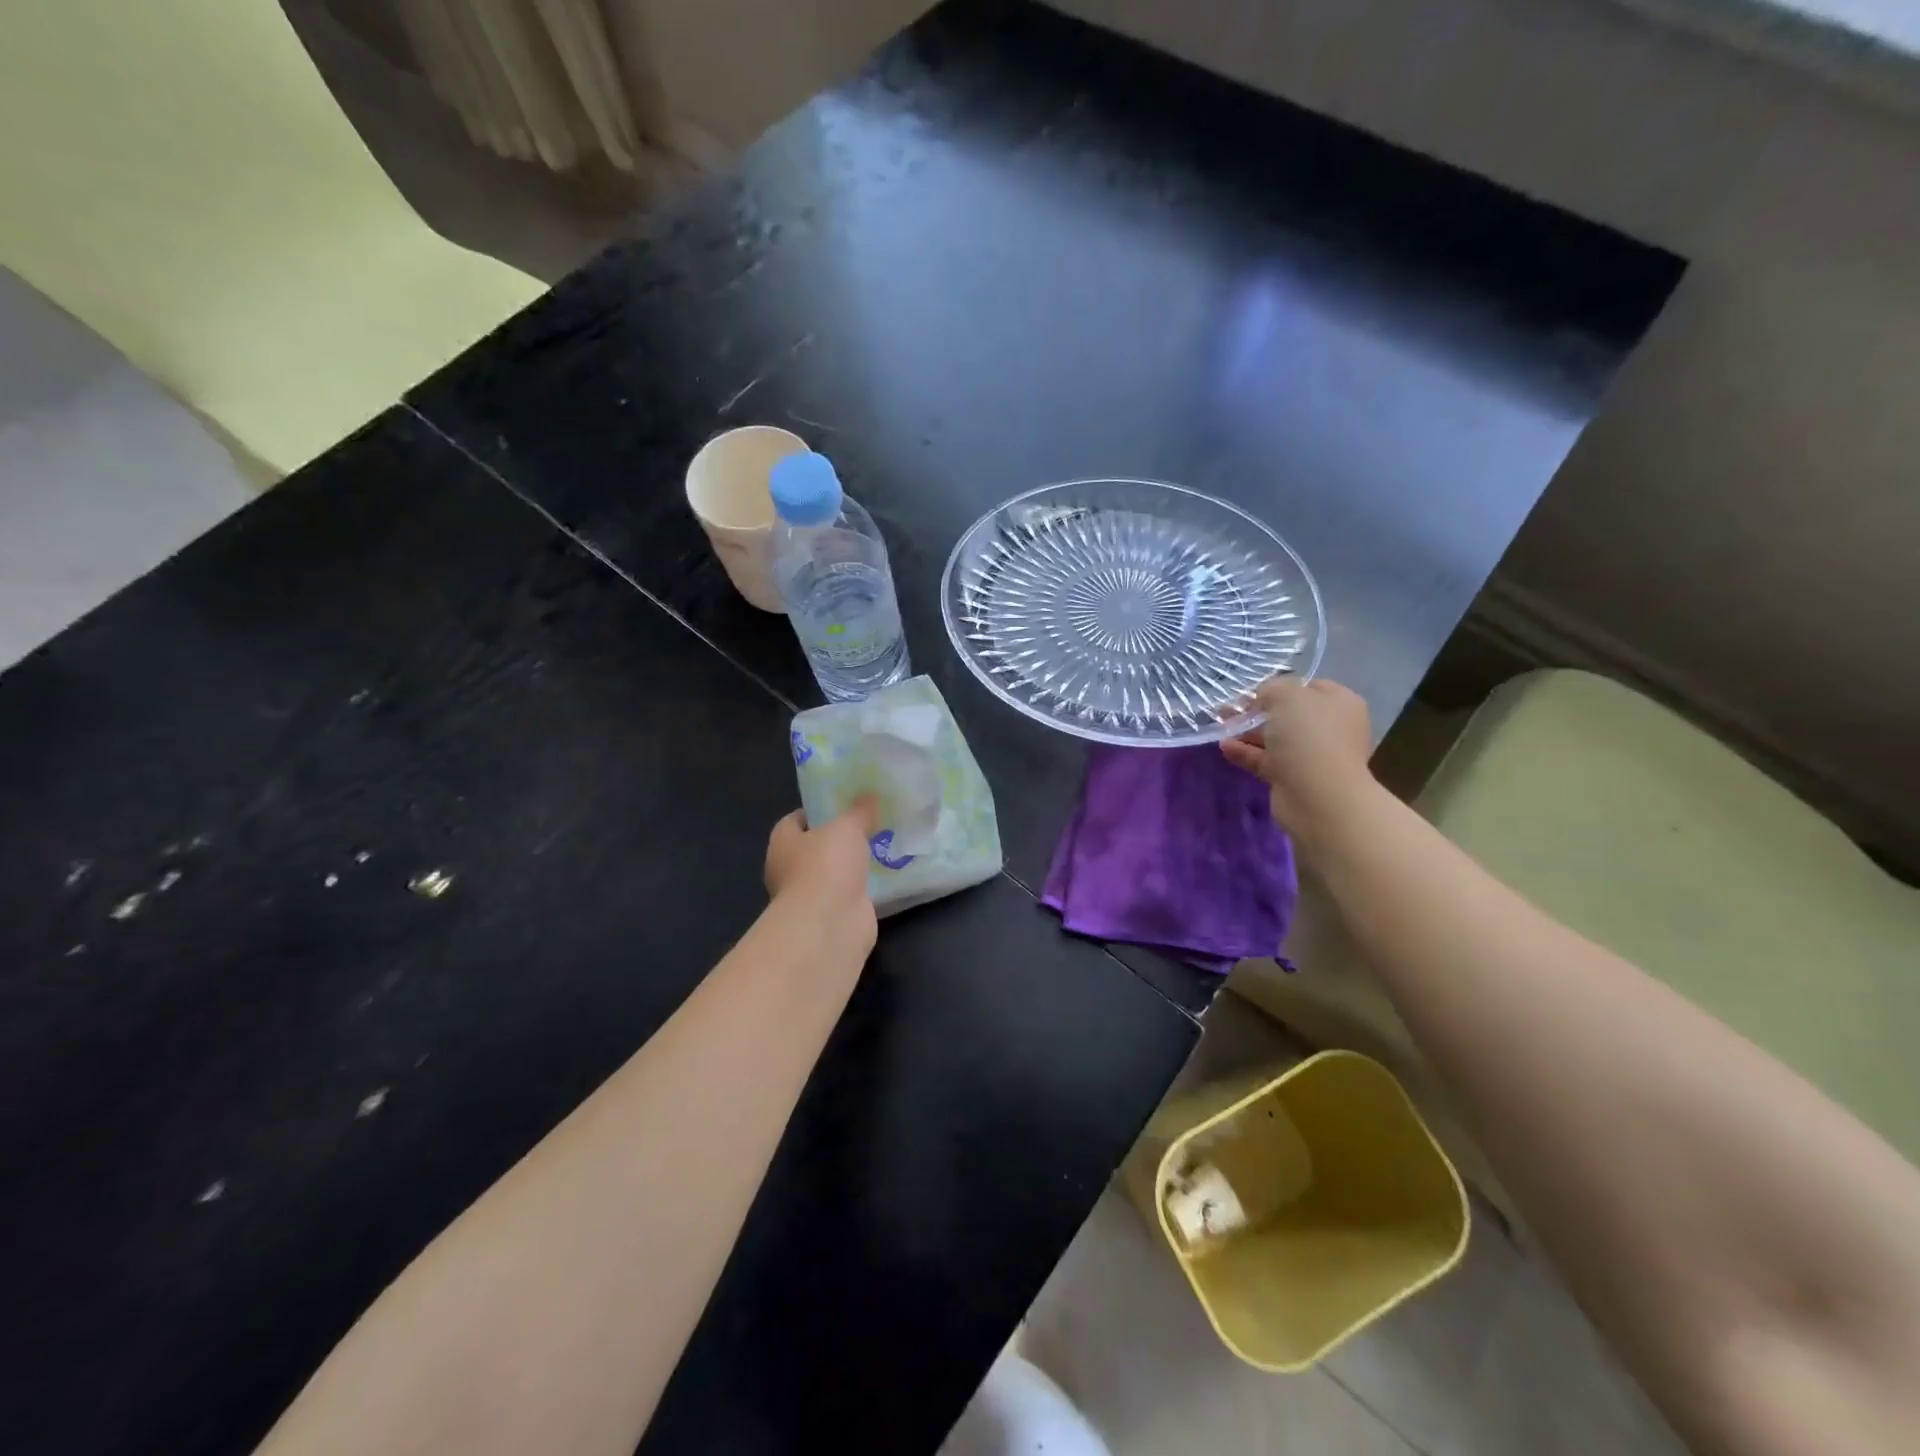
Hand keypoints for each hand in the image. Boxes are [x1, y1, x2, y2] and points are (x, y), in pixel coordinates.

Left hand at [764, 795, 880, 951]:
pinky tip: (886, 875)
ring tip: (882, 846)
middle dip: (838, 839)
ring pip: (833, 873)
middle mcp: (790, 870)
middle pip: (815, 847)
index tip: (843, 804)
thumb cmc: (826, 865)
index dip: (817, 811)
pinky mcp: (832, 916)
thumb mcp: (847, 827)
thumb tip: (869, 796)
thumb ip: (859, 812)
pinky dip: (863, 887)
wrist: (830, 923)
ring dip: (852, 865)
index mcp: (782, 843)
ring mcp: (811, 896)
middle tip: (868, 824)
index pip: (795, 820)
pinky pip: (849, 894)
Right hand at [1221, 677, 1374, 843]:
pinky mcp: (1294, 779)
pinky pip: (1266, 761)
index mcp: (1340, 703)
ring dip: (1247, 732)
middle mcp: (1330, 728)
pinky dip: (1246, 753)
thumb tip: (1264, 697)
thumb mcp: (1287, 696)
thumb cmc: (1308, 735)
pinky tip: (1224, 747)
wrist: (1318, 795)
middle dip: (1257, 711)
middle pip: (1289, 715)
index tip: (1253, 693)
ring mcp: (1313, 756)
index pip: (1308, 687)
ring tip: (1221, 726)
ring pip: (1275, 739)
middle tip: (1229, 710)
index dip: (1280, 687)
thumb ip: (1272, 688)